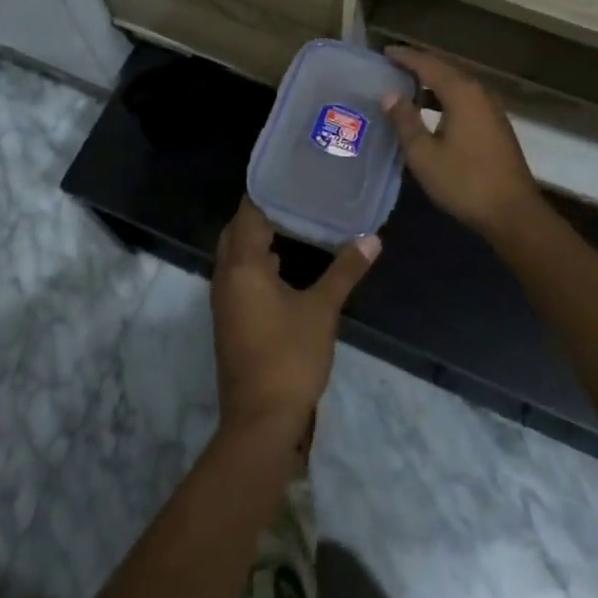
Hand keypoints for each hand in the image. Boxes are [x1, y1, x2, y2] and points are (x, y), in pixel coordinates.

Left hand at [211, 199, 379, 441]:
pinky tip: (286, 265)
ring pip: (236, 255)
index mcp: (242, 265)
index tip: (292, 175)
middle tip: (296, 195)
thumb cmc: (289, 357)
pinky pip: (240, 275)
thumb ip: (345, 270)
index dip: (267, 191)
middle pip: (237, 231)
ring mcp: (225, 301)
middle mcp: (226, 276)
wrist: (260, 422)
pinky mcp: (231, 320)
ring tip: (295, 221)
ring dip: (258, 238)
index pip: (248, 213)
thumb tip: (372, 238)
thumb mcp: (322, 310)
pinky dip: (257, 262)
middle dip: (261, 212)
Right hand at [381, 47, 543, 240]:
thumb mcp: (424, 155)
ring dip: (433, 81)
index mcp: (461, 93)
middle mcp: (479, 92)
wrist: (513, 213)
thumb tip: (390, 95)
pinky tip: (432, 109)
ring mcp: (491, 108)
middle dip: (419, 65)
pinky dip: (445, 96)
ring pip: (457, 84)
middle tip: (393, 65)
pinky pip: (466, 98)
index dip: (406, 57)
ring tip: (407, 85)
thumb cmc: (464, 182)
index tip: (385, 52)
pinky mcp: (495, 124)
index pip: (428, 64)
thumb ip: (405, 121)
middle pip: (445, 69)